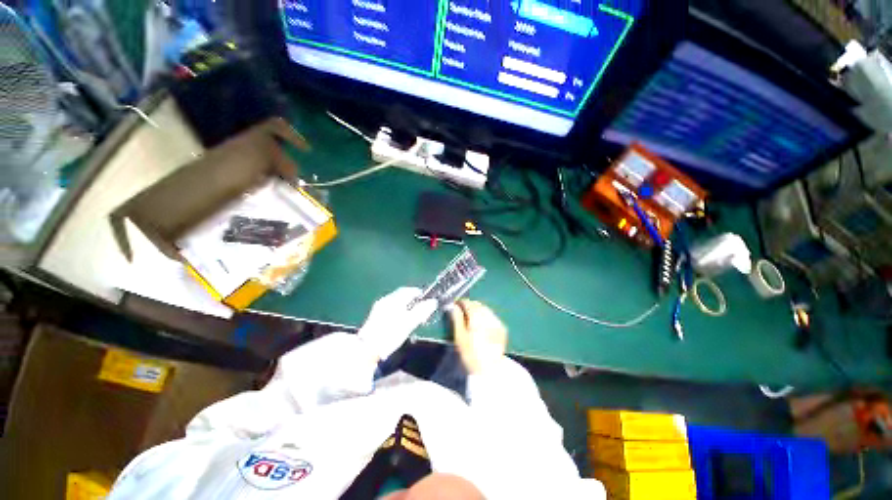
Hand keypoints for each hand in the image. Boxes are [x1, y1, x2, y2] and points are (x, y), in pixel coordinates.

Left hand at [358, 287, 437, 360]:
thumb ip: (421, 311)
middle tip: (422, 309)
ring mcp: (379, 308)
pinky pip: (391, 309)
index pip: (409, 290)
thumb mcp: (408, 324)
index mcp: (393, 300)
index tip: (427, 300)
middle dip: (413, 301)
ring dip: (406, 307)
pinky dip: (399, 312)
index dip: (419, 294)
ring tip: (413, 317)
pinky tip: (401, 322)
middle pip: (402, 295)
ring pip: (396, 303)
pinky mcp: (375, 317)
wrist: (367, 349)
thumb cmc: (389, 335)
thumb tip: (433, 302)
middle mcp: (385, 300)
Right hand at [450, 300, 507, 374]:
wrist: (490, 371)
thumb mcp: (459, 337)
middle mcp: (488, 316)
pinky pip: (491, 316)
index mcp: (477, 317)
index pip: (468, 303)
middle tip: (461, 311)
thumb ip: (456, 318)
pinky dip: (485, 316)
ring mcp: (497, 321)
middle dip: (469, 306)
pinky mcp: (502, 328)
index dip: (460, 303)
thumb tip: (452, 306)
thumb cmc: (470, 355)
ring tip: (470, 318)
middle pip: (477, 304)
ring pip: (485, 309)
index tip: (454, 305)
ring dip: (477, 310)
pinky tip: (481, 324)